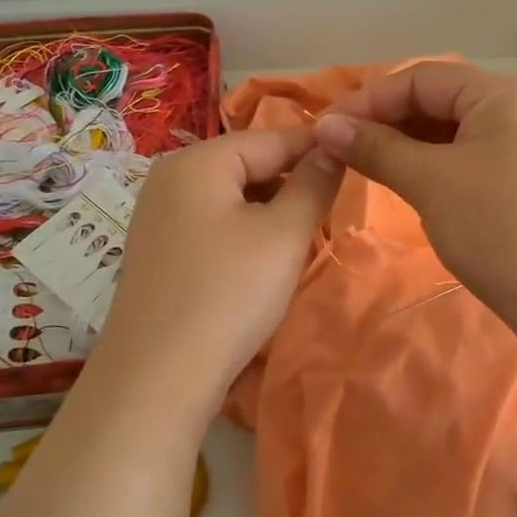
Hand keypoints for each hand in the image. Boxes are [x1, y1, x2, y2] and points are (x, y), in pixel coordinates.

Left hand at [85, 126, 341, 428]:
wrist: (157, 378)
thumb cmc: (228, 294)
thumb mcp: (283, 235)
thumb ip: (313, 183)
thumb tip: (332, 147)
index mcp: (197, 161)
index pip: (272, 137)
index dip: (318, 147)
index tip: (359, 159)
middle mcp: (171, 178)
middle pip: (248, 164)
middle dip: (293, 181)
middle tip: (334, 207)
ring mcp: (159, 217)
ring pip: (233, 197)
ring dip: (272, 210)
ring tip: (305, 235)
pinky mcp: (160, 252)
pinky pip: (214, 224)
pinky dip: (245, 232)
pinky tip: (265, 260)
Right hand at [313, 62, 516, 332]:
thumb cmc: (499, 229)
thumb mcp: (431, 183)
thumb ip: (376, 148)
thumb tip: (326, 126)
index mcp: (503, 95)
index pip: (422, 78)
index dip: (370, 99)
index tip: (326, 128)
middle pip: (439, 99)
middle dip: (387, 120)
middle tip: (342, 148)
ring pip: (452, 130)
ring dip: (407, 144)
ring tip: (366, 165)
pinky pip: (469, 156)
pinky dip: (433, 164)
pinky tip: (407, 181)